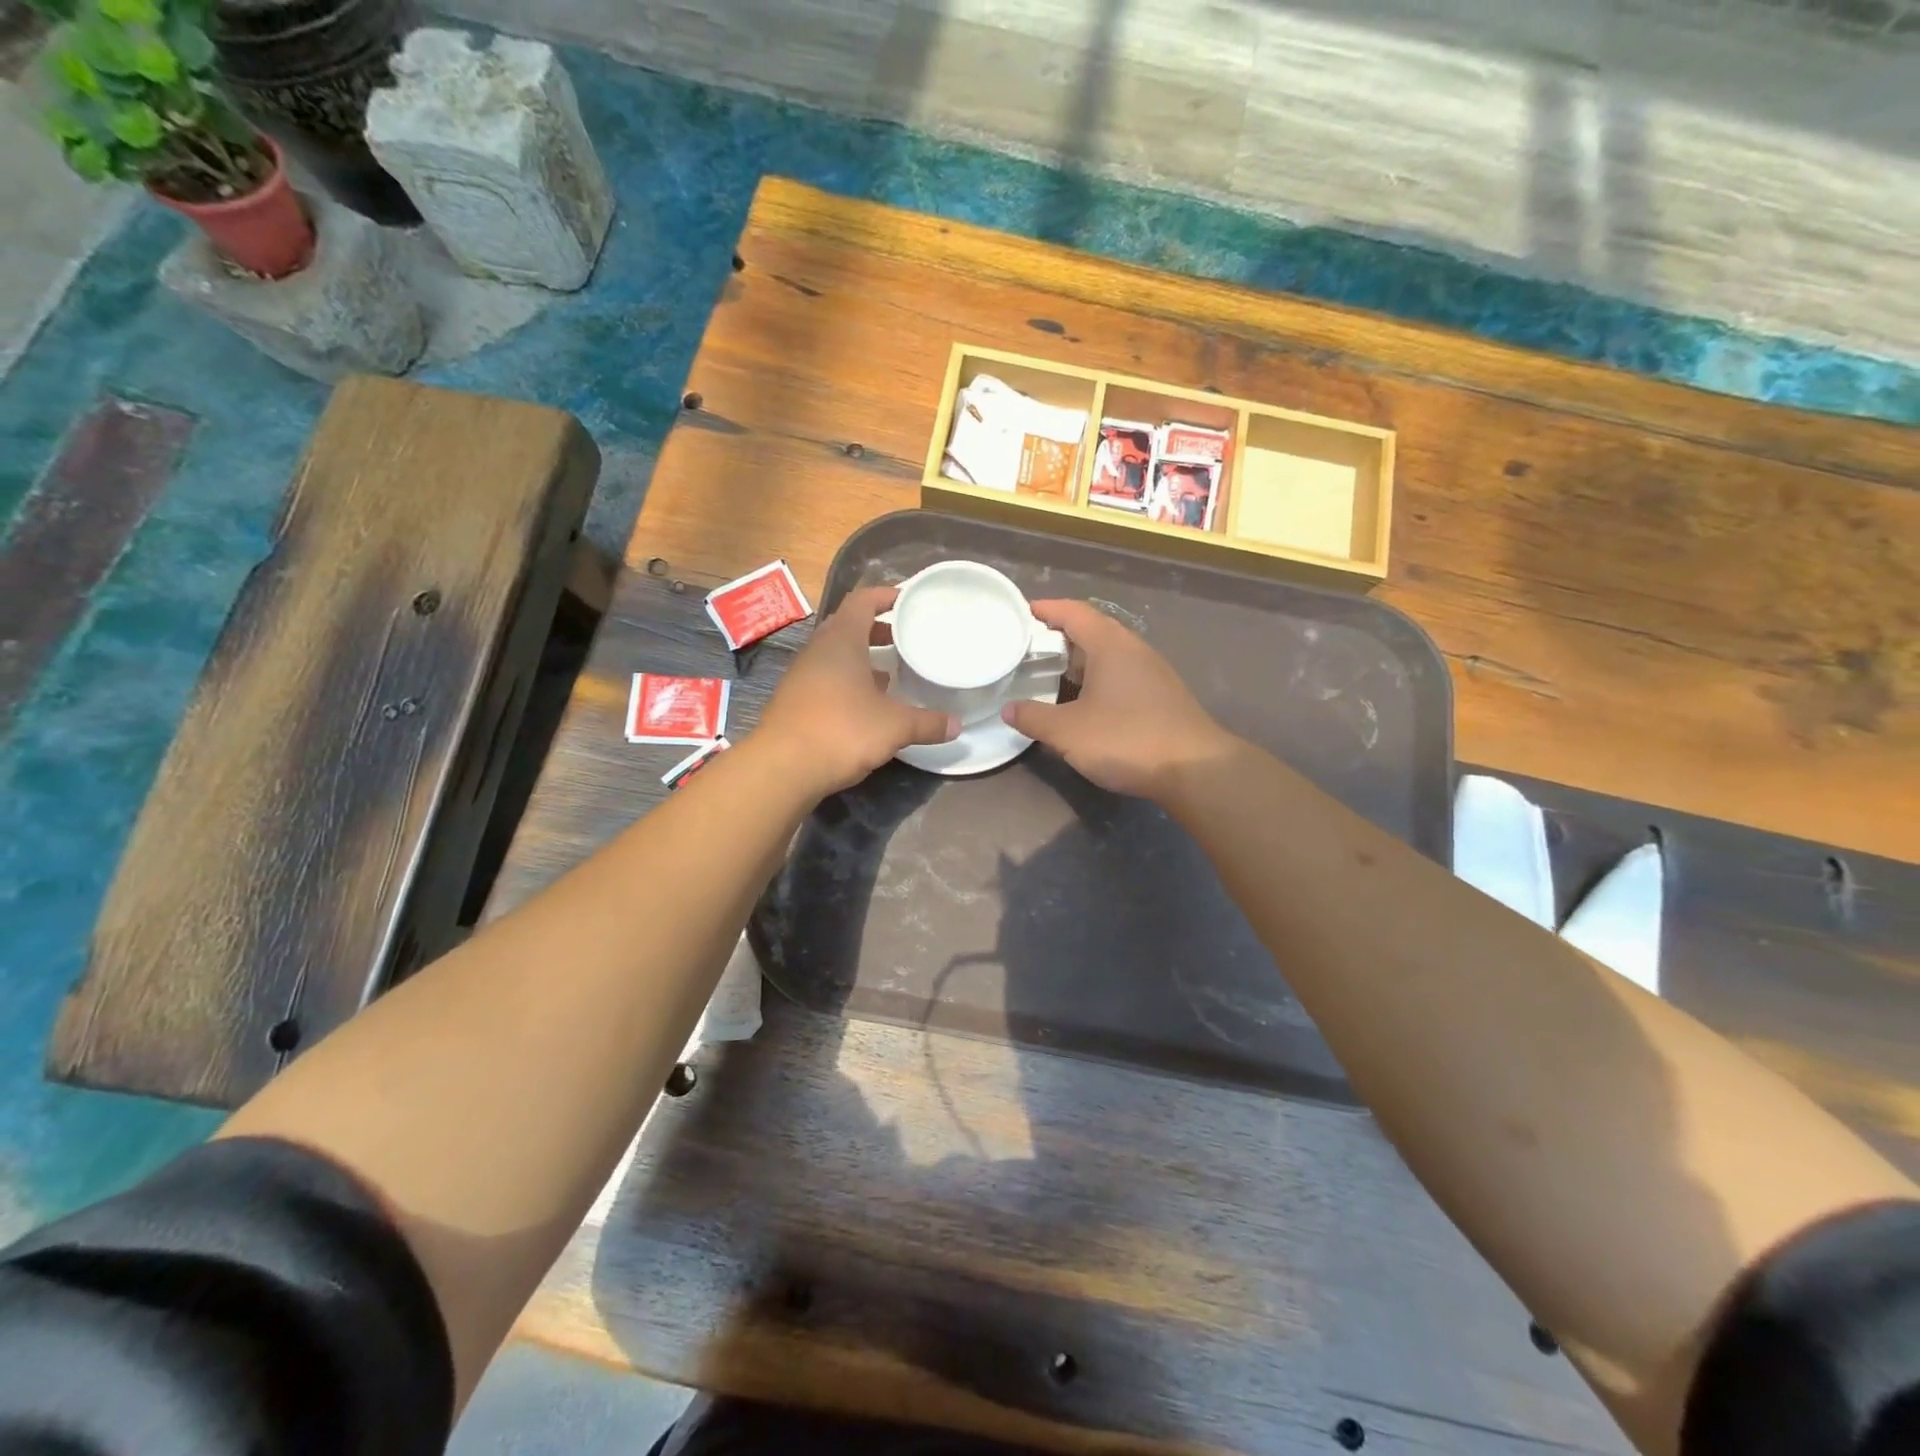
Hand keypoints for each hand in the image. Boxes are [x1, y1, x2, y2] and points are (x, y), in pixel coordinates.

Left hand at [756, 585, 957, 796]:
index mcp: (841, 641)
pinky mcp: (796, 700)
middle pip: (848, 626)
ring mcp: (802, 676)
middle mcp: (818, 651)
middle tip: (904, 636)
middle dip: (877, 629)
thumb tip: (957, 726)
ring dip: (862, 658)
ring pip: (836, 655)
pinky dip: (848, 681)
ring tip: (891, 672)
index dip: (885, 595)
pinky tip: (866, 704)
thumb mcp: (895, 727)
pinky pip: (827, 679)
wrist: (782, 767)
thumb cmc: (842, 731)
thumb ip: (927, 723)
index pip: (862, 601)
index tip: (908, 599)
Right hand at [1003, 599, 1235, 801]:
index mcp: (1110, 645)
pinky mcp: (1162, 695)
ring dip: (1081, 659)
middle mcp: (1133, 649)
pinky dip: (1098, 677)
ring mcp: (1152, 672)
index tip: (1024, 611)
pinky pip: (1122, 673)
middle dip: (1061, 634)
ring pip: (1109, 653)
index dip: (1047, 609)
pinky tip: (1086, 700)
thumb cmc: (1126, 739)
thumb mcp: (1068, 732)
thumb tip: (1009, 709)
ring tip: (1053, 673)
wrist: (1194, 769)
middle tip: (1032, 646)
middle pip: (1093, 629)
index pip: (1074, 612)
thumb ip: (1034, 717)